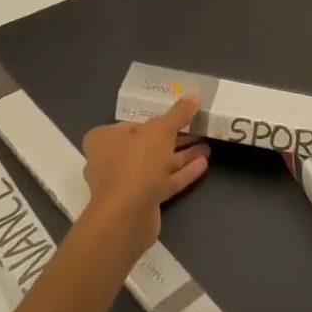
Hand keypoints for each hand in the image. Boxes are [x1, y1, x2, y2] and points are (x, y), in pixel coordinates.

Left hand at [79, 97, 208, 263]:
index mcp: (104, 139)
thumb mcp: (160, 130)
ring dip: (181, 156)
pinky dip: (181, 174)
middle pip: (146, 145)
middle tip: (197, 131)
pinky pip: (163, 183)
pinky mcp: (140, 202)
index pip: (129, 124)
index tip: (175, 118)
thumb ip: (178, 114)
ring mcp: (125, 184)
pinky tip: (203, 165)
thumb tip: (194, 96)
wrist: (127, 215)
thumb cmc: (136, 163)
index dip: (152, 121)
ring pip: (157, 165)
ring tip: (207, 147)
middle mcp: (110, 160)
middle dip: (173, 139)